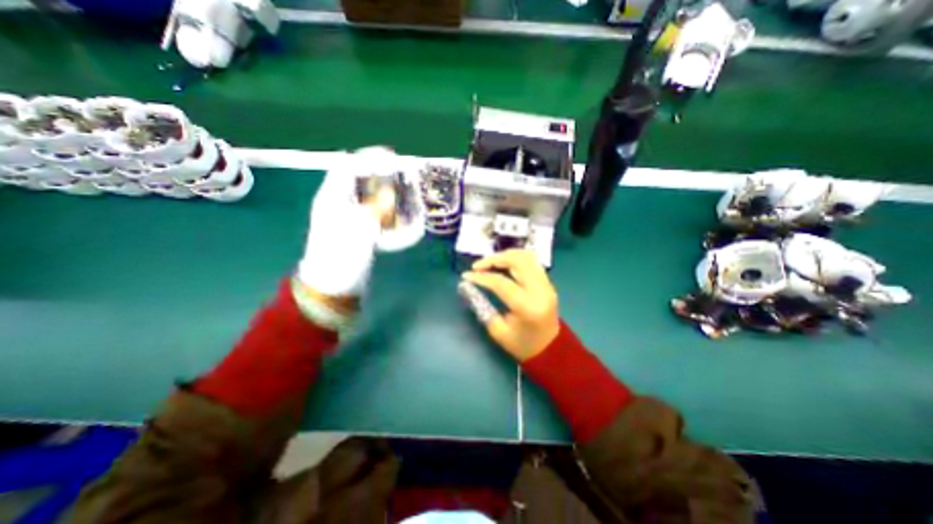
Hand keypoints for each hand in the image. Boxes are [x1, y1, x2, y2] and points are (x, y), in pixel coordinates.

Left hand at [296, 147, 394, 307]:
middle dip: (382, 175)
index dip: (369, 158)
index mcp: (332, 197)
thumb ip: (376, 208)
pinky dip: (389, 212)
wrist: (333, 285)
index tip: (391, 156)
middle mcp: (340, 203)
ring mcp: (350, 218)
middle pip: (361, 179)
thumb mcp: (360, 229)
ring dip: (388, 193)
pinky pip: (376, 214)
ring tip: (406, 194)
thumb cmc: (342, 256)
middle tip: (403, 176)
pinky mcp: (359, 231)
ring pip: (370, 196)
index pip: (348, 166)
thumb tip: (390, 193)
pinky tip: (401, 216)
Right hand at [461, 248, 557, 360]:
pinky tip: (503, 264)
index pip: (501, 283)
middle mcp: (540, 290)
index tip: (466, 275)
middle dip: (494, 259)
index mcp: (527, 306)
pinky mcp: (547, 282)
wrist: (550, 348)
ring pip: (526, 257)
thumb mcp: (497, 331)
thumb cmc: (522, 345)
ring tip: (489, 263)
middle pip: (517, 261)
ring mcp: (547, 284)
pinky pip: (531, 262)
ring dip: (505, 255)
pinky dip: (515, 258)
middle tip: (478, 266)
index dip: (481, 277)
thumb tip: (468, 286)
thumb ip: (482, 306)